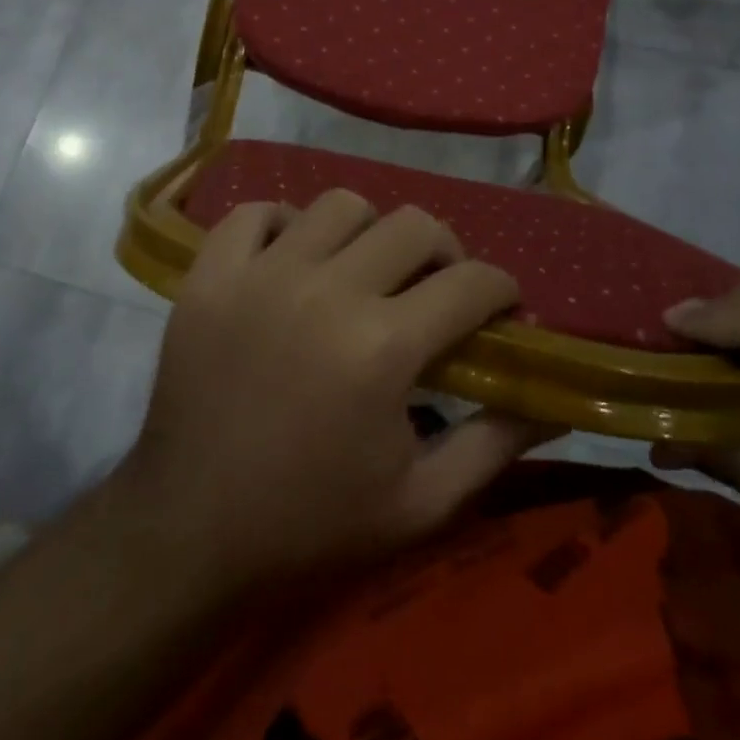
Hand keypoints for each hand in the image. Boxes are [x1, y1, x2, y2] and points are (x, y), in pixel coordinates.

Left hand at [113, 192, 555, 598]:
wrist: (188, 534)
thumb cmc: (311, 523)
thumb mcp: (420, 504)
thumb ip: (494, 445)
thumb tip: (552, 403)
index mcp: (383, 347)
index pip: (473, 282)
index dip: (502, 290)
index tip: (501, 309)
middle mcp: (327, 291)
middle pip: (415, 224)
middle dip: (444, 253)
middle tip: (435, 289)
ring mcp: (261, 275)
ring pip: (340, 205)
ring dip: (368, 233)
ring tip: (362, 272)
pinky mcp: (209, 275)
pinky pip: (256, 212)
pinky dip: (283, 225)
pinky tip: (292, 261)